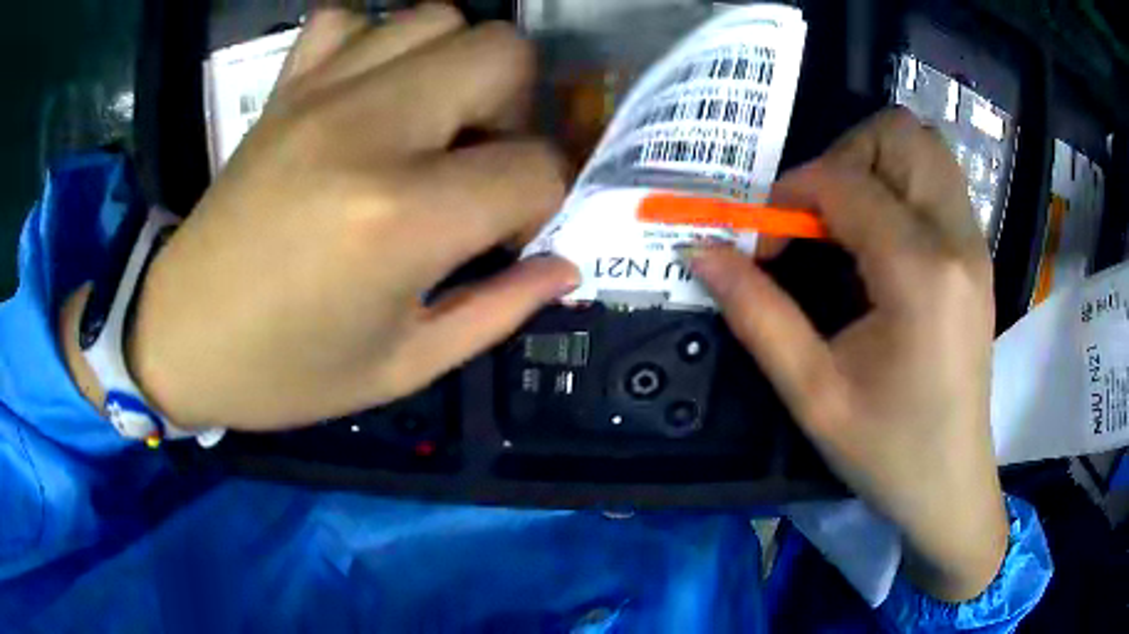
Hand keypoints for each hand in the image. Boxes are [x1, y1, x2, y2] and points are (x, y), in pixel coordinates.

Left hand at [118, 6, 577, 430]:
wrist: (177, 339)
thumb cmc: (283, 372)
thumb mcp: (402, 367)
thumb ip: (497, 310)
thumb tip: (564, 266)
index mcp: (401, 217)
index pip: (533, 167)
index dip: (549, 200)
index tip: (520, 234)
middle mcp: (368, 129)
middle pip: (501, 55)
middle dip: (517, 110)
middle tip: (482, 163)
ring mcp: (319, 94)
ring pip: (437, 18)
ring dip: (458, 66)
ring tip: (434, 124)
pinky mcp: (282, 88)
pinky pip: (346, 18)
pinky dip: (375, 40)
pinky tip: (369, 90)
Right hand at [690, 109, 1007, 601]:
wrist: (951, 484)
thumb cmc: (887, 451)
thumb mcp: (813, 395)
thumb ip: (757, 314)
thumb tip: (700, 251)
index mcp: (920, 274)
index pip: (846, 182)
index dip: (791, 195)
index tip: (765, 239)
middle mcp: (957, 241)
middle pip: (900, 134)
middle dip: (843, 155)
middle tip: (816, 214)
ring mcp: (975, 244)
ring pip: (924, 147)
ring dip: (874, 163)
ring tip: (846, 219)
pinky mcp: (978, 255)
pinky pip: (938, 180)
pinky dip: (899, 184)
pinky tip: (879, 238)